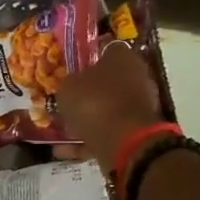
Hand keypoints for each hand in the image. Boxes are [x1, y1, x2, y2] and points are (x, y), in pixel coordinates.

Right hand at [55, 41, 166, 168]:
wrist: (122, 140)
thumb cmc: (94, 101)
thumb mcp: (67, 87)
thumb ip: (68, 83)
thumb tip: (70, 85)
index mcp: (123, 58)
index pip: (105, 49)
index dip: (87, 57)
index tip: (71, 67)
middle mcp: (136, 78)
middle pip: (107, 81)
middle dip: (86, 91)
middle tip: (64, 100)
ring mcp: (137, 106)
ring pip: (106, 108)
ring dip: (85, 118)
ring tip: (61, 129)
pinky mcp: (135, 131)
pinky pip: (105, 132)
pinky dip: (86, 140)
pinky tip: (63, 150)